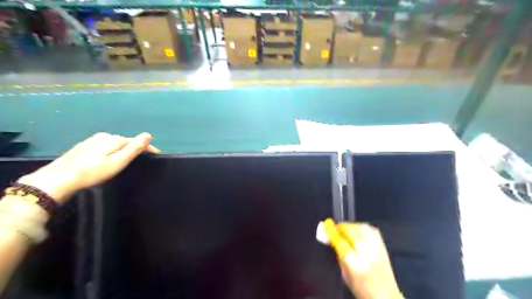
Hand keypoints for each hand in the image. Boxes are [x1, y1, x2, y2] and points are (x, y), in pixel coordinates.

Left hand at [19, 133, 158, 203]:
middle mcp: (105, 136)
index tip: (158, 156)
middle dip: (136, 149)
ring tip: (129, 161)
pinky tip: (110, 160)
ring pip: (116, 144)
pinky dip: (112, 152)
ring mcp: (93, 141)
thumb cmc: (93, 172)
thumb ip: (134, 148)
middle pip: (127, 141)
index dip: (149, 148)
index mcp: (115, 139)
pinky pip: (106, 147)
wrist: (58, 179)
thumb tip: (148, 134)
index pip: (138, 141)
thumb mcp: (118, 161)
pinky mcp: (84, 147)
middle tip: (144, 161)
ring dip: (124, 150)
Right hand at [336, 223, 403, 297]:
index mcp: (355, 265)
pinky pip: (372, 230)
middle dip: (340, 227)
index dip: (331, 232)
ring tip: (345, 229)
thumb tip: (329, 238)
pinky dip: (362, 227)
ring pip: (362, 228)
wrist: (386, 297)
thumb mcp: (345, 275)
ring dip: (351, 225)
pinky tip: (357, 230)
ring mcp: (377, 249)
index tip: (325, 226)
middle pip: (351, 231)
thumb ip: (337, 254)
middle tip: (334, 227)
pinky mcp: (383, 247)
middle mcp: (367, 254)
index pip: (340, 242)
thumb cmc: (362, 290)